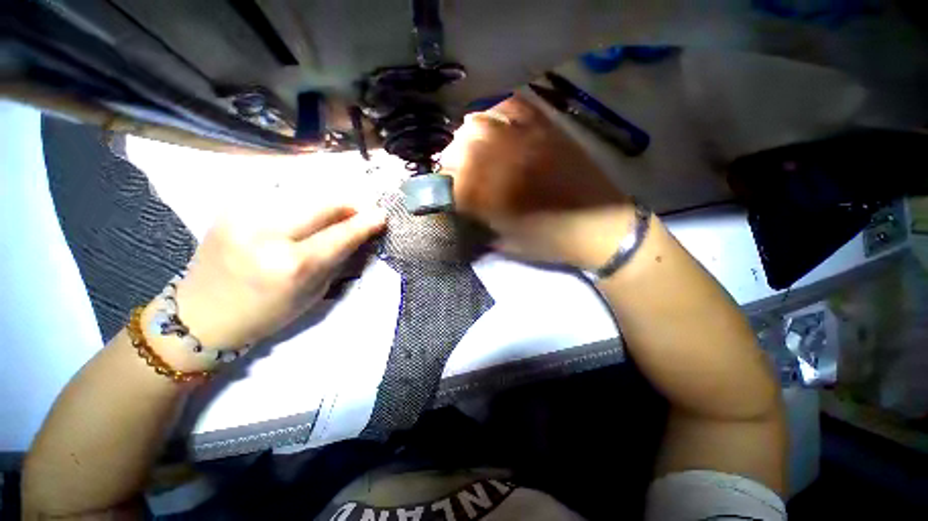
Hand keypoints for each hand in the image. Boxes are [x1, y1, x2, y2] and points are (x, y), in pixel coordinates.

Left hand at [144, 197, 385, 370]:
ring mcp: (244, 214)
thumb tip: (360, 233)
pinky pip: (281, 194)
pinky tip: (308, 209)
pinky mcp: (232, 206)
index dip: (364, 223)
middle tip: (363, 210)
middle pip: (322, 204)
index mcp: (290, 266)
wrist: (201, 315)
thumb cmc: (266, 313)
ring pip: (303, 194)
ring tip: (339, 210)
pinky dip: (303, 200)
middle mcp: (266, 234)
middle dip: (349, 204)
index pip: (339, 235)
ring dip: (328, 201)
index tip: (382, 214)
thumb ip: (337, 259)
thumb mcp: (313, 293)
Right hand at [441, 93, 631, 268]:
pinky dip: (498, 106)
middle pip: (462, 147)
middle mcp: (507, 163)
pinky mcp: (549, 130)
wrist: (601, 228)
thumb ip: (483, 225)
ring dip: (468, 132)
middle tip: (453, 166)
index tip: (442, 187)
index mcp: (496, 196)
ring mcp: (528, 141)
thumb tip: (465, 209)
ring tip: (469, 142)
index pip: (454, 181)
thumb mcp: (510, 244)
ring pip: (483, 122)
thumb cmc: (553, 242)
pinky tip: (494, 117)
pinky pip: (517, 105)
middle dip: (450, 157)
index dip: (443, 182)